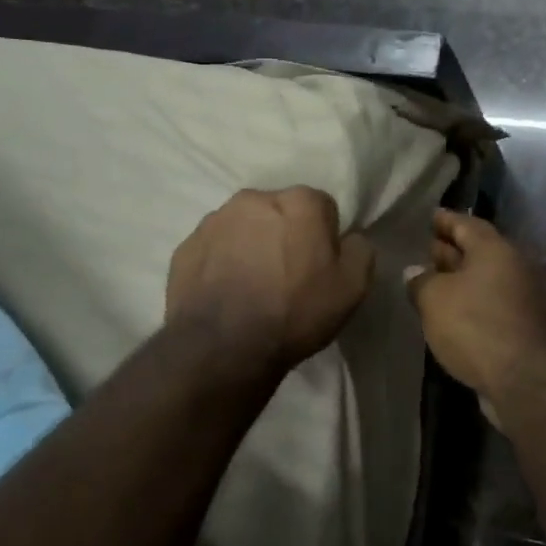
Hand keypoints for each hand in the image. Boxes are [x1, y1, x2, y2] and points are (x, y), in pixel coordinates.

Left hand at [166, 187, 375, 371]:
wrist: (224, 347)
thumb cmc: (295, 312)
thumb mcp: (353, 288)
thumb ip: (360, 251)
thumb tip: (349, 239)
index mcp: (299, 202)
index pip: (322, 208)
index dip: (325, 238)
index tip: (320, 267)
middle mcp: (255, 198)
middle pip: (280, 212)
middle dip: (285, 235)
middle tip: (287, 277)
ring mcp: (214, 220)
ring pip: (244, 227)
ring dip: (251, 246)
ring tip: (252, 288)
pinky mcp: (186, 246)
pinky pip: (214, 249)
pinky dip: (221, 263)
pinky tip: (226, 295)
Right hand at [405, 211, 545, 417]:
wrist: (525, 378)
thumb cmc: (475, 325)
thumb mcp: (435, 299)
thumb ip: (421, 281)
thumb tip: (415, 272)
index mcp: (494, 249)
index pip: (466, 223)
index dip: (445, 219)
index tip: (430, 216)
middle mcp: (513, 267)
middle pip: (478, 250)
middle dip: (452, 249)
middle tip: (426, 248)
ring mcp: (521, 298)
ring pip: (484, 279)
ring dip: (459, 279)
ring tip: (432, 282)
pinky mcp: (521, 326)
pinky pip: (489, 303)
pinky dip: (469, 302)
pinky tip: (450, 313)